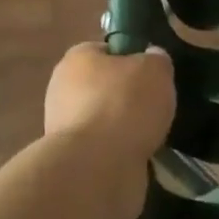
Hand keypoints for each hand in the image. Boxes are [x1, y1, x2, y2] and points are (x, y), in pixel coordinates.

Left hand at [44, 43, 174, 165]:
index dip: (130, 59)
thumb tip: (153, 58)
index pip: (105, 51)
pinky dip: (119, 154)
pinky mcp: (71, 160)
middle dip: (127, 98)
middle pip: (103, 87)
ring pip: (103, 121)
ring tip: (151, 136)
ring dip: (123, 129)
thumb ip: (156, 59)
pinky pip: (102, 150)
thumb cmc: (124, 105)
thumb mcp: (155, 69)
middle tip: (155, 106)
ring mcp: (63, 127)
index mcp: (77, 59)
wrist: (97, 167)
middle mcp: (62, 89)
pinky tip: (139, 157)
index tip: (151, 75)